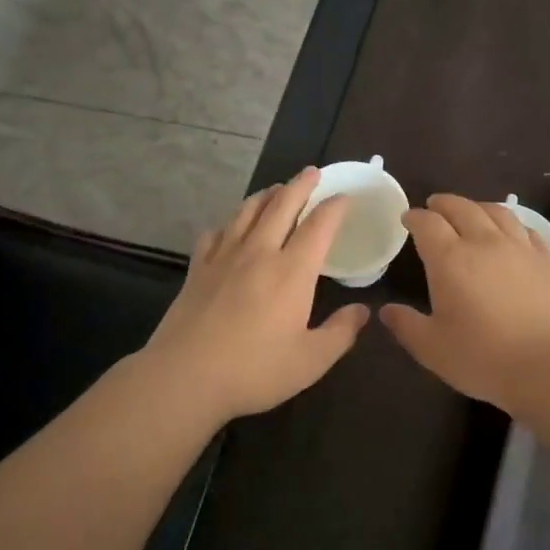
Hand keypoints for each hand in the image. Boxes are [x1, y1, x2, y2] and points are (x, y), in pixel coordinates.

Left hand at [140, 168, 369, 421]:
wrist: (185, 376)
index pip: (319, 226)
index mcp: (292, 271)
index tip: (344, 196)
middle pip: (281, 205)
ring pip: (247, 212)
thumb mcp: (311, 360)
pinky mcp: (197, 269)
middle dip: (300, 185)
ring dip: (265, 195)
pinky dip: (227, 224)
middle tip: (311, 172)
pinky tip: (228, 228)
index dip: (334, 207)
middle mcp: (260, 253)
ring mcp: (224, 257)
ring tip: (275, 189)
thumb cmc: (255, 370)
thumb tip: (363, 310)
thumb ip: (341, 332)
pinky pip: (214, 234)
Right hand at [380, 195, 549, 410]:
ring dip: (477, 206)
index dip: (415, 217)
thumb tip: (386, 310)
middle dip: (443, 204)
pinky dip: (510, 224)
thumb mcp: (432, 348)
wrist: (549, 365)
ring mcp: (520, 248)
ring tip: (471, 211)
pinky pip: (526, 229)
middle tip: (434, 206)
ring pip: (497, 212)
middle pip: (462, 208)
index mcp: (450, 259)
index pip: (427, 224)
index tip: (408, 219)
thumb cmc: (482, 358)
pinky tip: (510, 233)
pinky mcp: (548, 260)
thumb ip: (406, 325)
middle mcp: (484, 243)